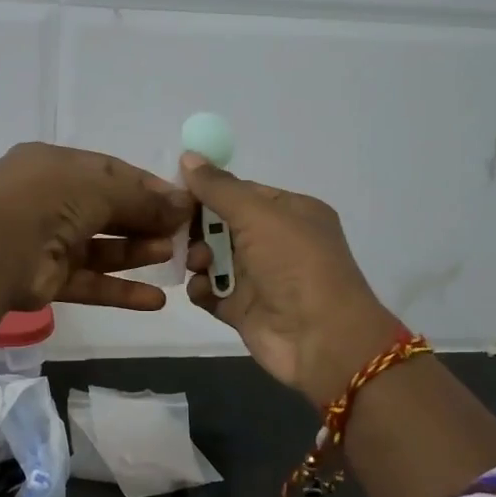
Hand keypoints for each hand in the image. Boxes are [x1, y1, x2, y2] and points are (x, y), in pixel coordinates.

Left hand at [0, 143, 191, 311]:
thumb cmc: (47, 201)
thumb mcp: (101, 188)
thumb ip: (144, 198)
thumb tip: (185, 205)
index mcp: (54, 165)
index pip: (109, 172)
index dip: (147, 187)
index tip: (181, 203)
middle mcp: (48, 200)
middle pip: (106, 210)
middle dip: (145, 220)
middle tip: (182, 232)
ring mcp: (45, 241)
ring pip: (100, 248)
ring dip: (136, 253)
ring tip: (172, 256)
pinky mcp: (46, 279)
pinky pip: (89, 282)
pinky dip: (120, 291)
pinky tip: (156, 300)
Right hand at [182, 154, 400, 406]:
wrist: (322, 340)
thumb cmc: (296, 265)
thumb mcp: (259, 215)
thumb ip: (220, 188)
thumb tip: (188, 156)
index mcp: (292, 212)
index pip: (242, 192)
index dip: (209, 191)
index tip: (174, 193)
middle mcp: (277, 242)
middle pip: (224, 224)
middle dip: (198, 226)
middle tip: (173, 229)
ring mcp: (261, 278)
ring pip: (215, 258)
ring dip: (197, 257)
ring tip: (194, 262)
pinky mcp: (244, 310)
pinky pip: (212, 292)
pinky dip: (201, 288)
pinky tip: (198, 288)